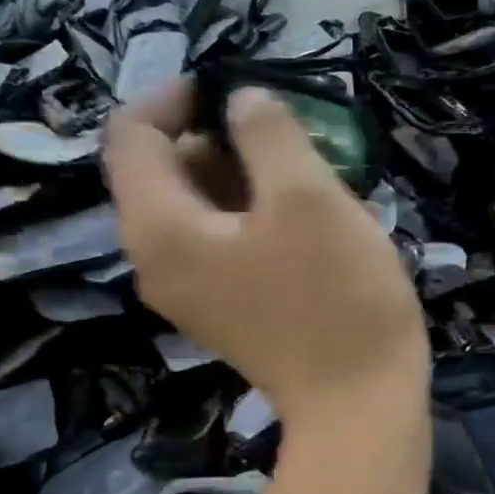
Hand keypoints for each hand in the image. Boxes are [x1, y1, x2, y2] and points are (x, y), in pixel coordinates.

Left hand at [105, 83, 428, 427]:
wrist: (361, 406)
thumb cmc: (337, 298)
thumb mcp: (308, 197)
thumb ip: (266, 132)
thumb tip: (242, 104)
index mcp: (160, 228)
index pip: (132, 136)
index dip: (176, 97)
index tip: (236, 87)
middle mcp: (159, 262)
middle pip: (167, 173)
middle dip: (223, 140)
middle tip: (291, 137)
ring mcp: (193, 295)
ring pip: (202, 210)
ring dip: (248, 180)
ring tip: (312, 179)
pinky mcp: (229, 313)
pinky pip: (225, 245)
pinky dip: (256, 219)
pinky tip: (312, 225)